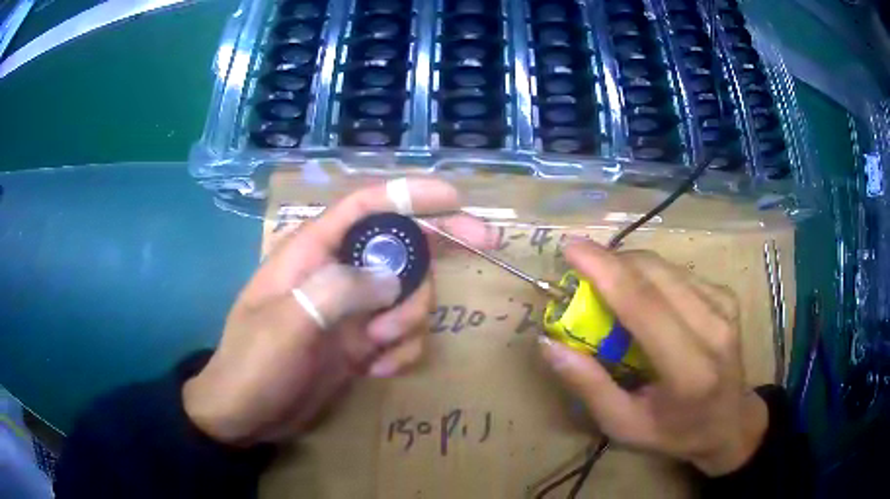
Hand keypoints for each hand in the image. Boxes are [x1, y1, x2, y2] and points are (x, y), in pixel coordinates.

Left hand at [183, 179, 490, 445]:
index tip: (456, 198)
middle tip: (485, 245)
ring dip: (410, 319)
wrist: (246, 415)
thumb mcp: (286, 325)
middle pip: (401, 244)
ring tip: (379, 349)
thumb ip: (338, 292)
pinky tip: (378, 370)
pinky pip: (402, 334)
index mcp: (313, 252)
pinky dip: (402, 351)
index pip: (366, 206)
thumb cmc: (253, 365)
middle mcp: (337, 272)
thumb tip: (393, 279)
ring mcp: (351, 309)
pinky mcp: (360, 342)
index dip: (411, 194)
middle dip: (439, 250)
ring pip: (409, 293)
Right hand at [539, 242, 767, 475]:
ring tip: (606, 284)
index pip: (644, 305)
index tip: (570, 248)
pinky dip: (650, 274)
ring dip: (628, 266)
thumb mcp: (624, 425)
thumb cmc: (675, 432)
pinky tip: (640, 293)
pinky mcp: (727, 295)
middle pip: (654, 274)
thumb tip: (549, 344)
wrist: (731, 421)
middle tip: (579, 268)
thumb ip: (589, 386)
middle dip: (611, 261)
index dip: (604, 270)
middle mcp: (713, 329)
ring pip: (666, 267)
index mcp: (689, 370)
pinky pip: (679, 273)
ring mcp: (725, 307)